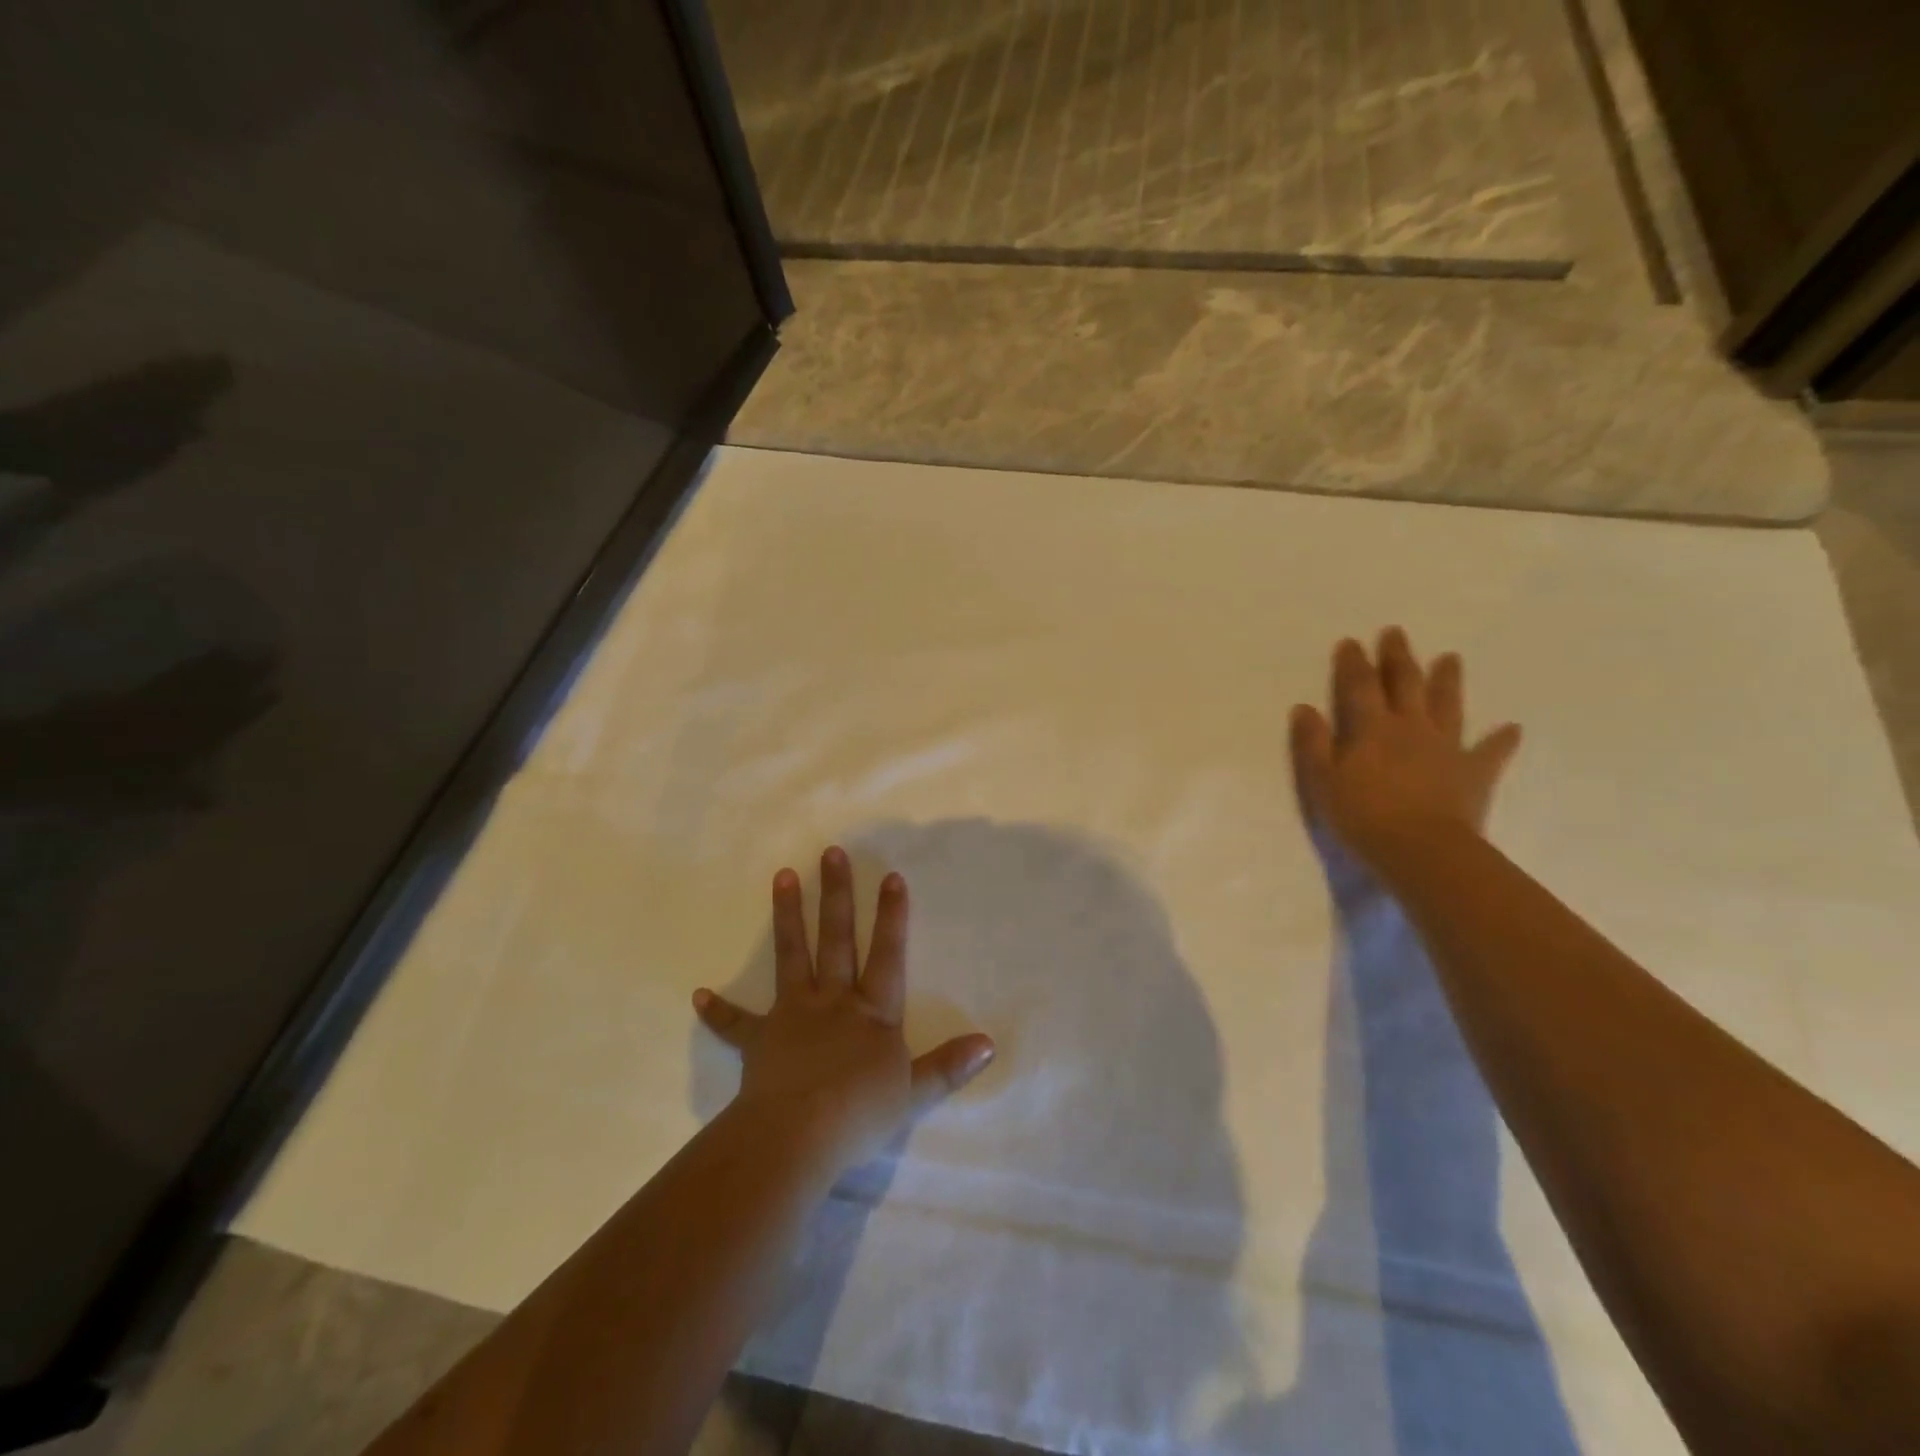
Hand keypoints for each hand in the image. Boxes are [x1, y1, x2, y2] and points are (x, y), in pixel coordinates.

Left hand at [693, 847, 995, 1172]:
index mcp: (872, 1012)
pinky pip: (736, 1023)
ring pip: (791, 956)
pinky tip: (698, 994)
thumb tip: (988, 1043)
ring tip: (781, 877)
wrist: (797, 1138)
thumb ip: (949, 1066)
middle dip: (836, 894)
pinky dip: (718, 1010)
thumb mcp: (914, 1092)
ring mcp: (792, 1015)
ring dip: (787, 916)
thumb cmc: (859, 1113)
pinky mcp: (760, 1039)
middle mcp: (833, 1001)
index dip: (892, 916)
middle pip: (836, 938)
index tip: (891, 877)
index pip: (887, 954)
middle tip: (830, 853)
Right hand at [1289, 628, 1522, 879]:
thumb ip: (1313, 743)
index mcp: (1372, 729)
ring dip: (1448, 680)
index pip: (1359, 687)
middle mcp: (1411, 728)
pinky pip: (1490, 752)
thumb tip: (1304, 708)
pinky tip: (1512, 728)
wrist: (1422, 850)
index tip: (1350, 642)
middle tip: (1396, 633)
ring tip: (1451, 657)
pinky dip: (1501, 740)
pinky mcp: (1474, 773)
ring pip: (1447, 706)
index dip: (1353, 664)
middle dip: (1399, 658)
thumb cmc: (1363, 817)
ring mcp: (1446, 748)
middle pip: (1405, 685)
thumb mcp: (1322, 782)